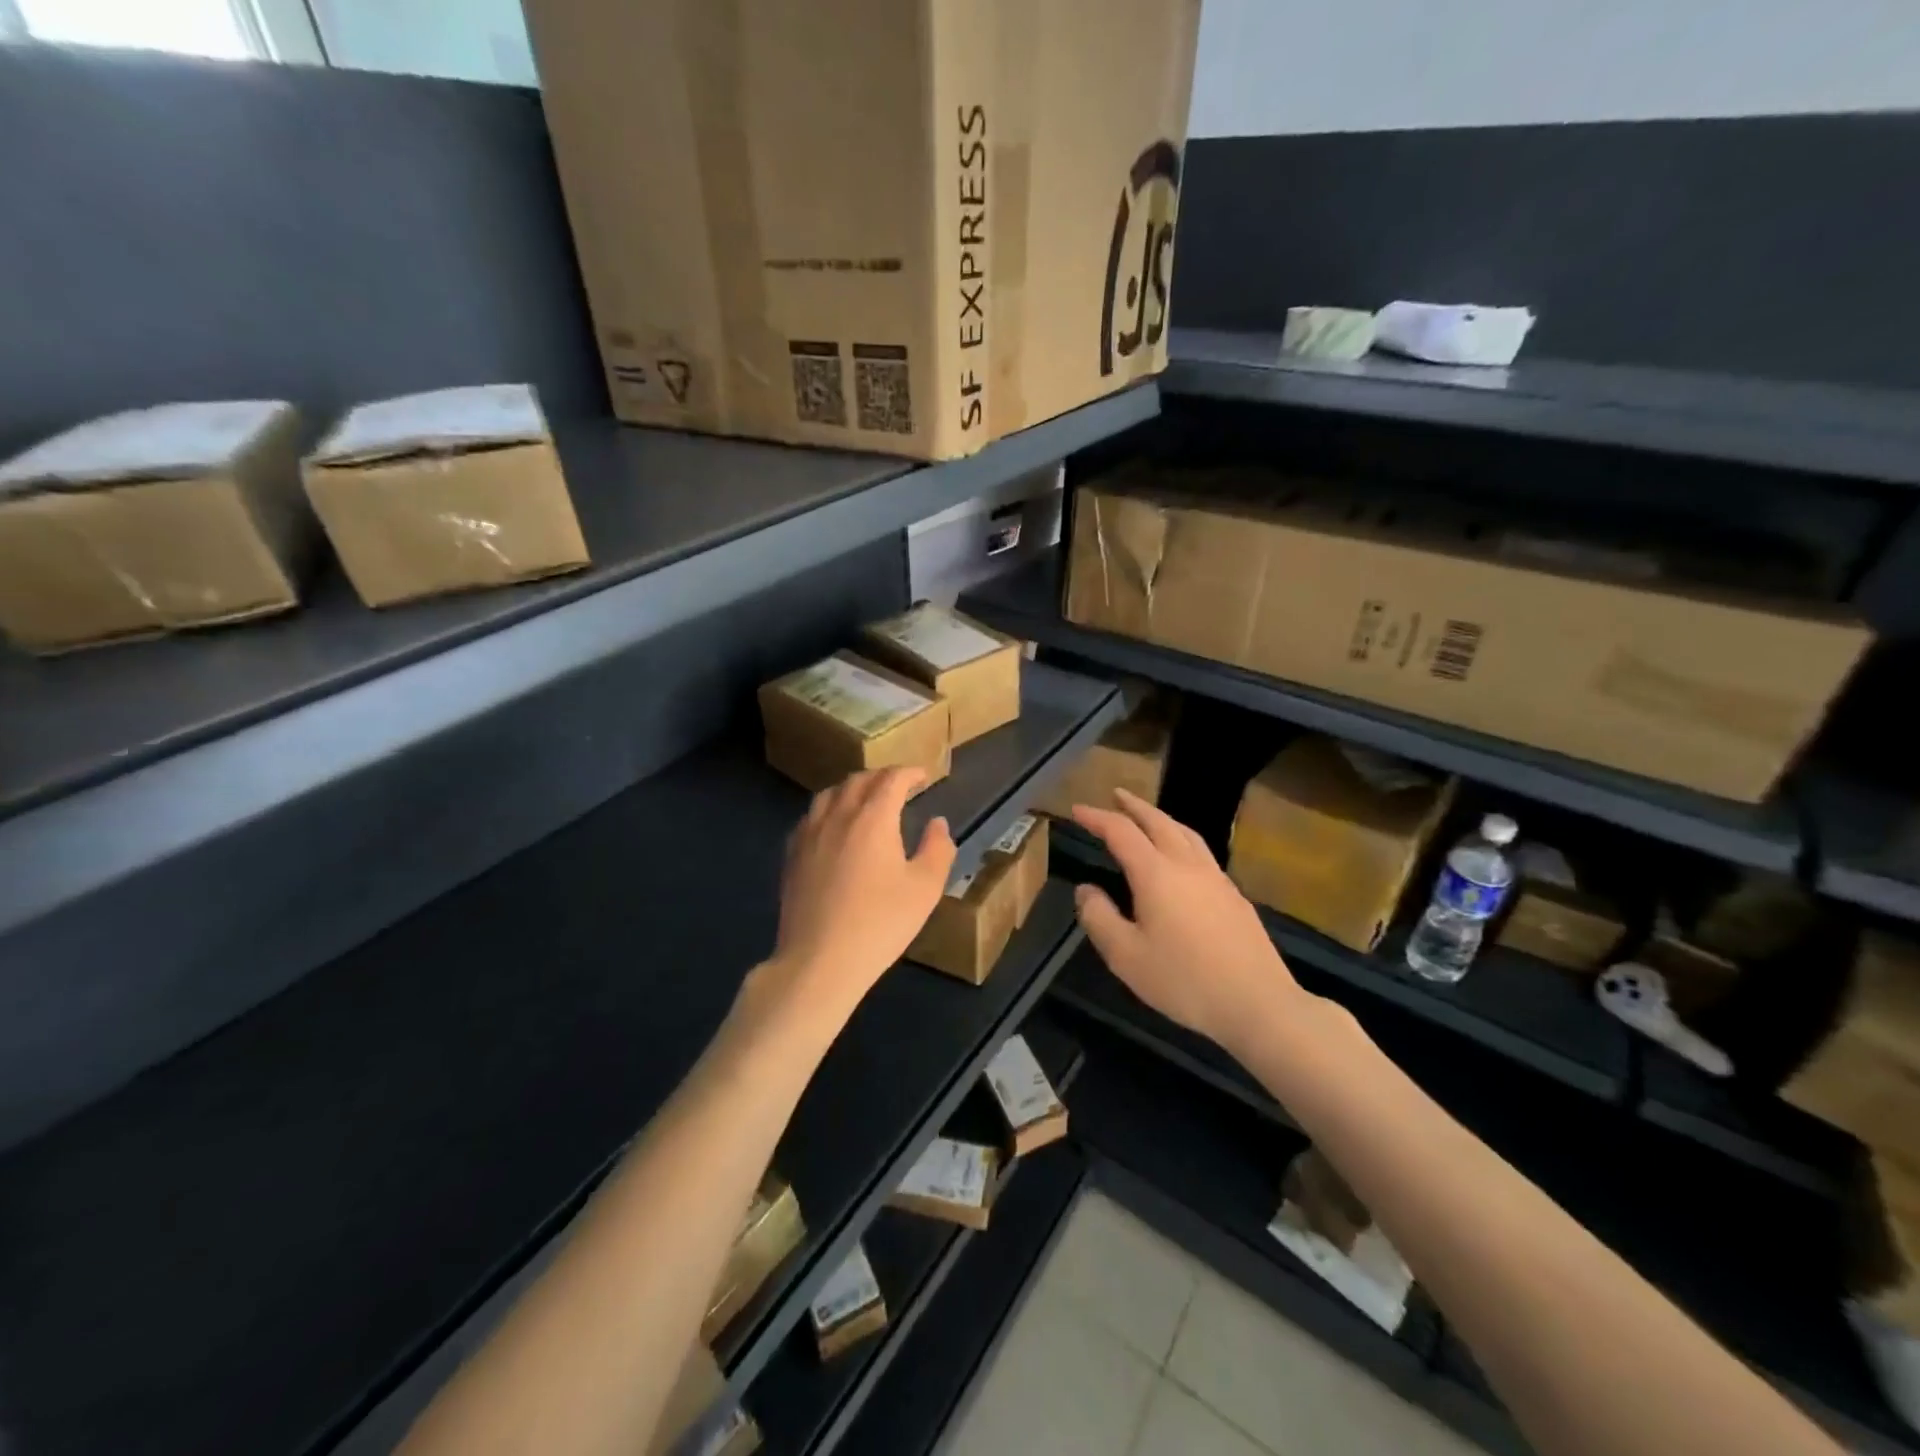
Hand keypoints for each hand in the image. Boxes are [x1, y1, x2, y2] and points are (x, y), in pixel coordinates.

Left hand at [764, 767, 955, 1019]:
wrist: (820, 960)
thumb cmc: (880, 923)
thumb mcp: (925, 889)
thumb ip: (937, 849)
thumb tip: (937, 823)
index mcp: (873, 818)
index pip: (891, 779)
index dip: (909, 773)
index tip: (923, 776)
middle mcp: (838, 816)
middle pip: (858, 780)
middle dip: (881, 777)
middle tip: (899, 786)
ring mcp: (809, 834)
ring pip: (829, 794)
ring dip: (852, 789)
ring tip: (865, 800)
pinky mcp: (792, 855)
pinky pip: (810, 817)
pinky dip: (829, 810)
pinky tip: (833, 827)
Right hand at [1072, 789, 1303, 1057]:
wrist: (1258, 1003)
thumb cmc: (1184, 980)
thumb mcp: (1125, 956)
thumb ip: (1099, 918)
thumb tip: (1086, 889)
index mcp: (1156, 874)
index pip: (1121, 832)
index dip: (1097, 818)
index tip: (1077, 810)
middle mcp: (1187, 865)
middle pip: (1158, 821)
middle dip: (1134, 806)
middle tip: (1116, 795)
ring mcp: (1216, 878)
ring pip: (1186, 833)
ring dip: (1161, 818)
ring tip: (1148, 817)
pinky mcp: (1235, 896)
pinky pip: (1202, 852)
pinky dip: (1182, 839)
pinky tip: (1182, 857)